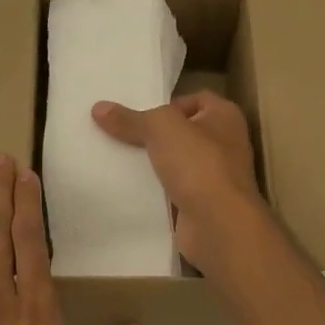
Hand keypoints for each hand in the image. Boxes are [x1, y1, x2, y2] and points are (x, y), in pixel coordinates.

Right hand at [91, 91, 264, 272]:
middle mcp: (225, 144)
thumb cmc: (198, 163)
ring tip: (116, 159)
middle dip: (153, 134)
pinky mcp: (202, 204)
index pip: (196, 99)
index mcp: (225, 116)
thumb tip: (99, 108)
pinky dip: (154, 190)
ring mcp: (216, 177)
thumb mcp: (160, 128)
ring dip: (152, 163)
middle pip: (182, 132)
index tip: (139, 115)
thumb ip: (130, 118)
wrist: (218, 225)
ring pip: (176, 162)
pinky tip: (127, 188)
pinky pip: (173, 190)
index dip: (168, 104)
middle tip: (119, 134)